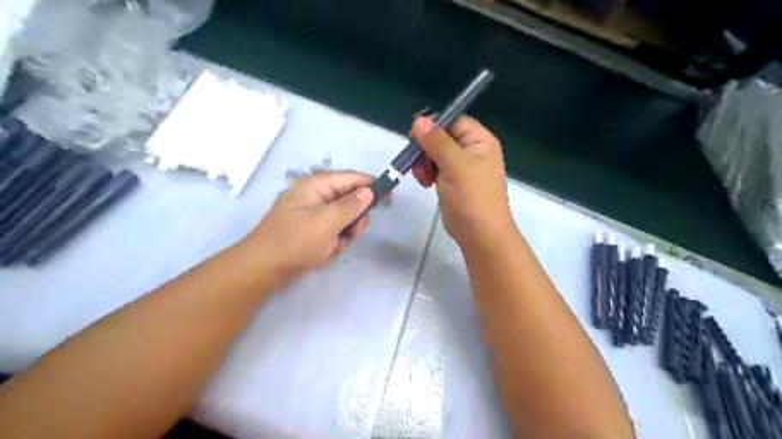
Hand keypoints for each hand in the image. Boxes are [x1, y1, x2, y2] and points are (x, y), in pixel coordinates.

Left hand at [244, 170, 374, 286]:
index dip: (371, 184)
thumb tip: (369, 191)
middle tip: (351, 233)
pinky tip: (325, 252)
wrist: (263, 269)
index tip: (390, 194)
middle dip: (354, 219)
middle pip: (349, 200)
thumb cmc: (295, 242)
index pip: (351, 178)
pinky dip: (334, 241)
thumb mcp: (327, 223)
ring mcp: (312, 213)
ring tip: (333, 246)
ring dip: (344, 233)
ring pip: (344, 218)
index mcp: (315, 185)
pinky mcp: (311, 228)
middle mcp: (314, 195)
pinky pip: (333, 230)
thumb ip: (351, 206)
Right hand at [409, 116, 514, 244]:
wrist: (479, 234)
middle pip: (441, 137)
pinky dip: (426, 173)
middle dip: (426, 148)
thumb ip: (437, 142)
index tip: (414, 136)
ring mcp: (461, 167)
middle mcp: (471, 150)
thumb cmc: (472, 197)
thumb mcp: (455, 166)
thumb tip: (419, 121)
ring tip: (422, 178)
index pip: (454, 121)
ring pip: (434, 153)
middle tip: (416, 161)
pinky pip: (434, 168)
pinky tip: (424, 183)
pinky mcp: (451, 181)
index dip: (434, 126)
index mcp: (480, 141)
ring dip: (423, 162)